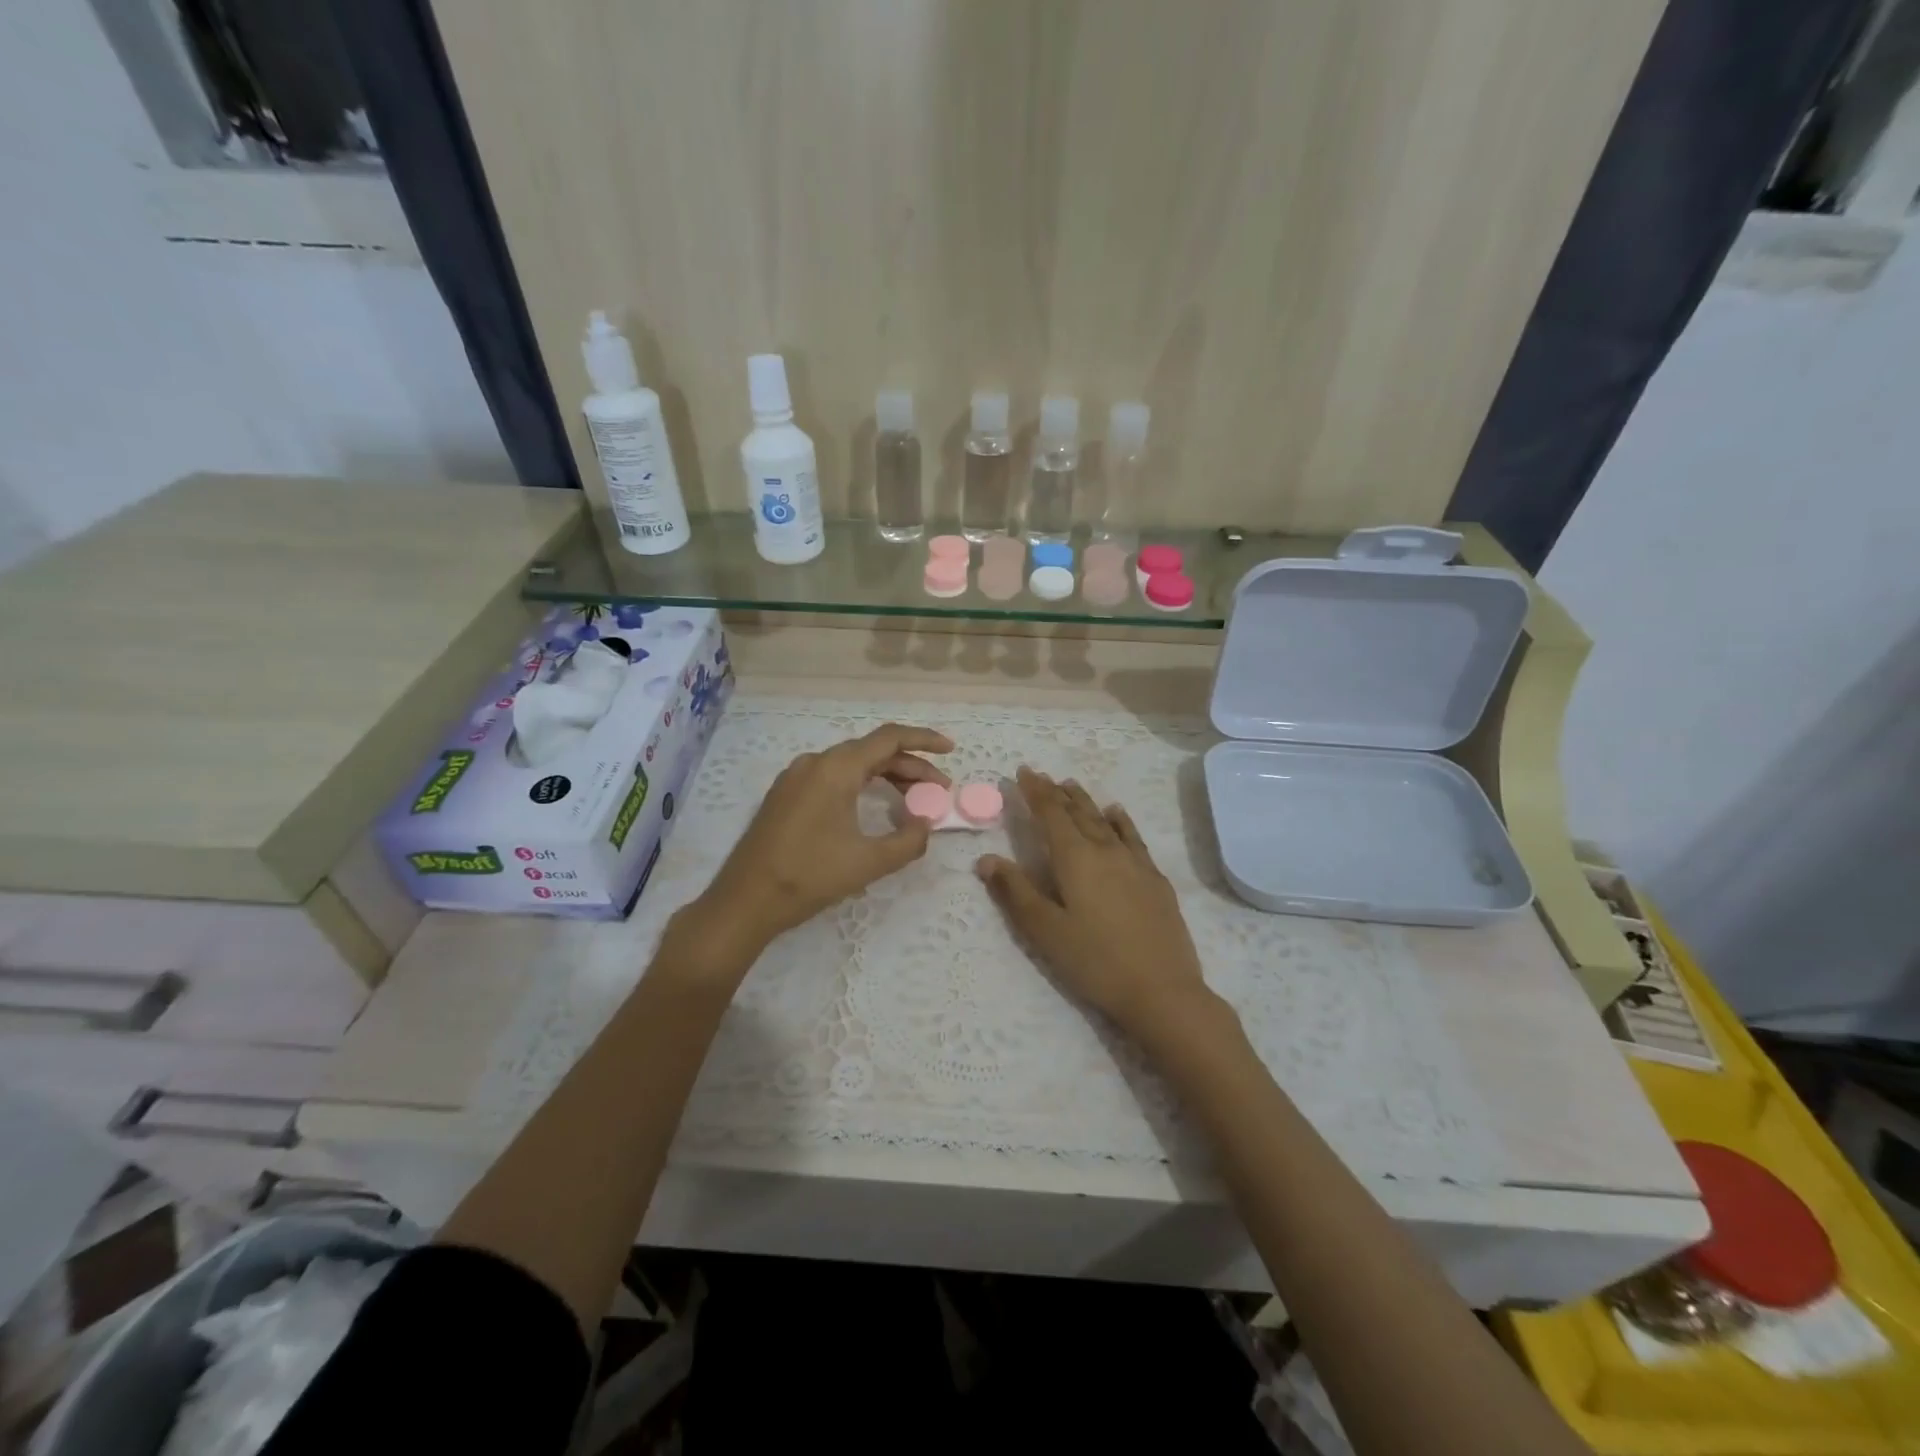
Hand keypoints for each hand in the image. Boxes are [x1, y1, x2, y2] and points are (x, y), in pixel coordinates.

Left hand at [676, 724, 952, 973]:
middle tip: (938, 789)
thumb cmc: (809, 877)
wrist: (745, 901)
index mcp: (836, 768)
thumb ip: (908, 841)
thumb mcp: (869, 862)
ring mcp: (795, 777)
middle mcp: (815, 762)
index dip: (924, 741)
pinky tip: (873, 807)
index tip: (950, 751)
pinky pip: (832, 777)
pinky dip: (861, 784)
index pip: (889, 738)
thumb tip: (925, 825)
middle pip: (872, 751)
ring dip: (886, 776)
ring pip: (851, 765)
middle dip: (910, 766)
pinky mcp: (785, 795)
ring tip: (913, 799)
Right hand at [977, 769, 1223, 1047]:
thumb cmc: (1094, 961)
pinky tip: (1117, 813)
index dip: (1035, 791)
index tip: (1023, 771)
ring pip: (1105, 820)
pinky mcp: (1155, 879)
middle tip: (1043, 776)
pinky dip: (1120, 820)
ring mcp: (1135, 862)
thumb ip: (1015, 891)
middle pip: (1078, 812)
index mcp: (1075, 858)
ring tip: (1072, 785)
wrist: (1161, 989)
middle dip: (1057, 793)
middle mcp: (1105, 850)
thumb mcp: (1045, 930)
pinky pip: (1133, 836)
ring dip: (1085, 801)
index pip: (1050, 814)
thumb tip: (986, 858)